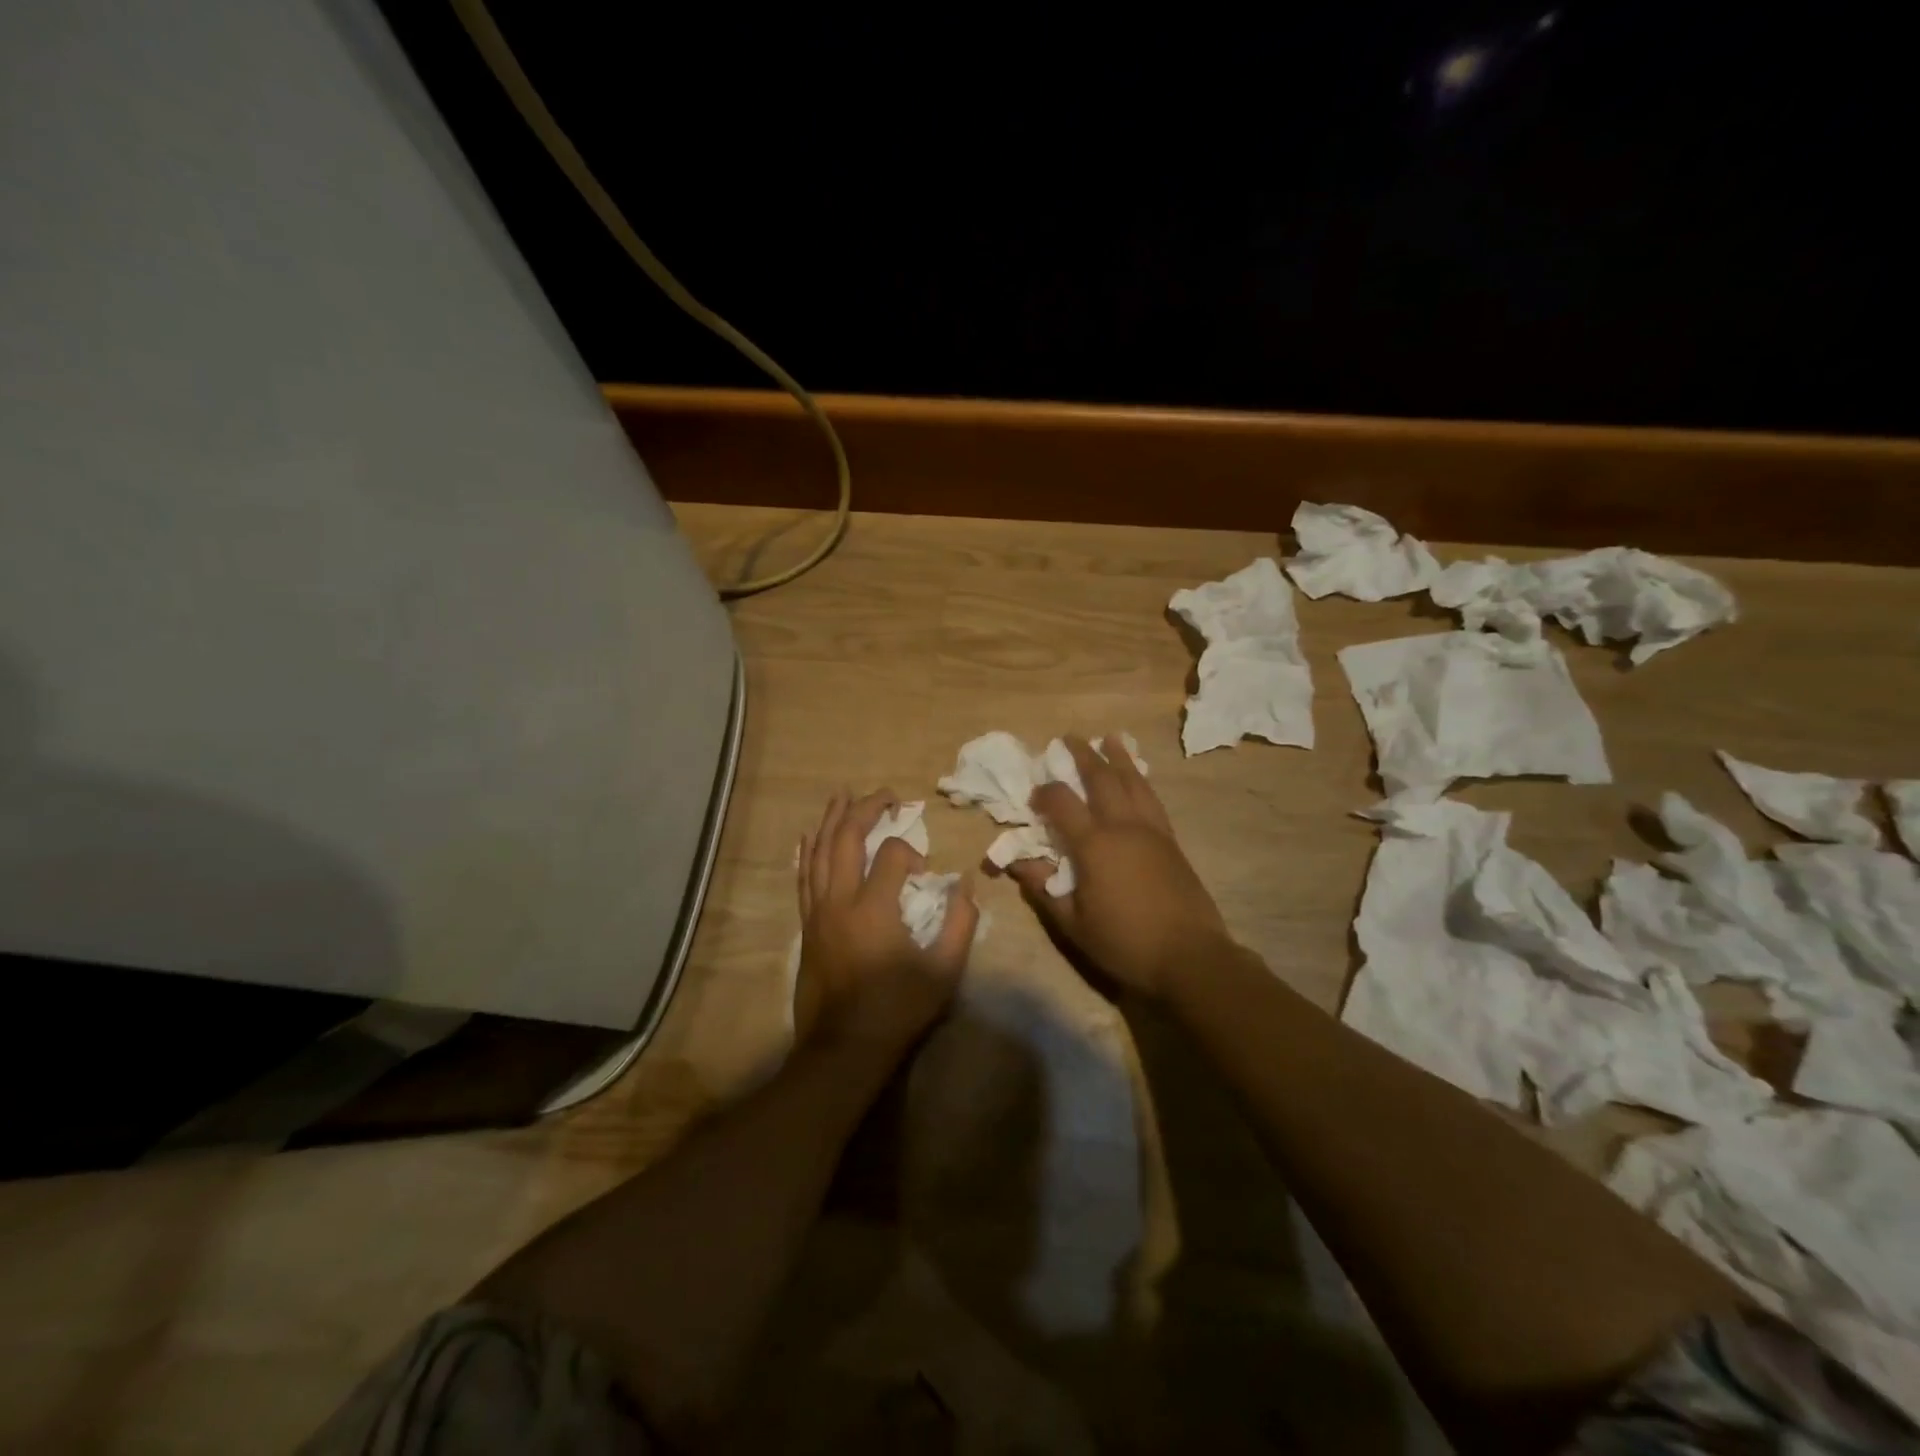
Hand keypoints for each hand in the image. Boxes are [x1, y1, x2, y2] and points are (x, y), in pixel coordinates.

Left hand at [795, 789, 977, 1050]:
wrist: (843, 1050)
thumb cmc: (897, 1010)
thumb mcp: (944, 972)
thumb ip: (961, 924)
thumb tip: (965, 886)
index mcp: (874, 908)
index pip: (893, 854)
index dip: (912, 851)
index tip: (925, 873)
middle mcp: (840, 900)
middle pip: (847, 839)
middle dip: (866, 809)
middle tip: (885, 795)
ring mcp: (817, 912)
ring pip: (820, 852)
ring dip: (832, 820)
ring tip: (843, 795)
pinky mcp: (807, 926)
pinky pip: (804, 877)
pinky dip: (809, 852)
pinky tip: (811, 836)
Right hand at [1007, 735, 1230, 996]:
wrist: (1190, 957)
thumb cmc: (1125, 943)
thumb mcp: (1073, 924)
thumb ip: (1044, 890)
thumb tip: (1017, 863)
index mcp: (1095, 845)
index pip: (1062, 803)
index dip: (1044, 793)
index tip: (1034, 796)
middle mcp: (1124, 827)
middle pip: (1102, 779)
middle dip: (1083, 755)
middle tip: (1069, 738)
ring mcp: (1152, 831)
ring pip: (1134, 782)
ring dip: (1119, 758)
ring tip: (1110, 739)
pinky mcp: (1172, 842)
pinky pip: (1152, 799)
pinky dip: (1141, 780)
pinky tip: (1138, 778)